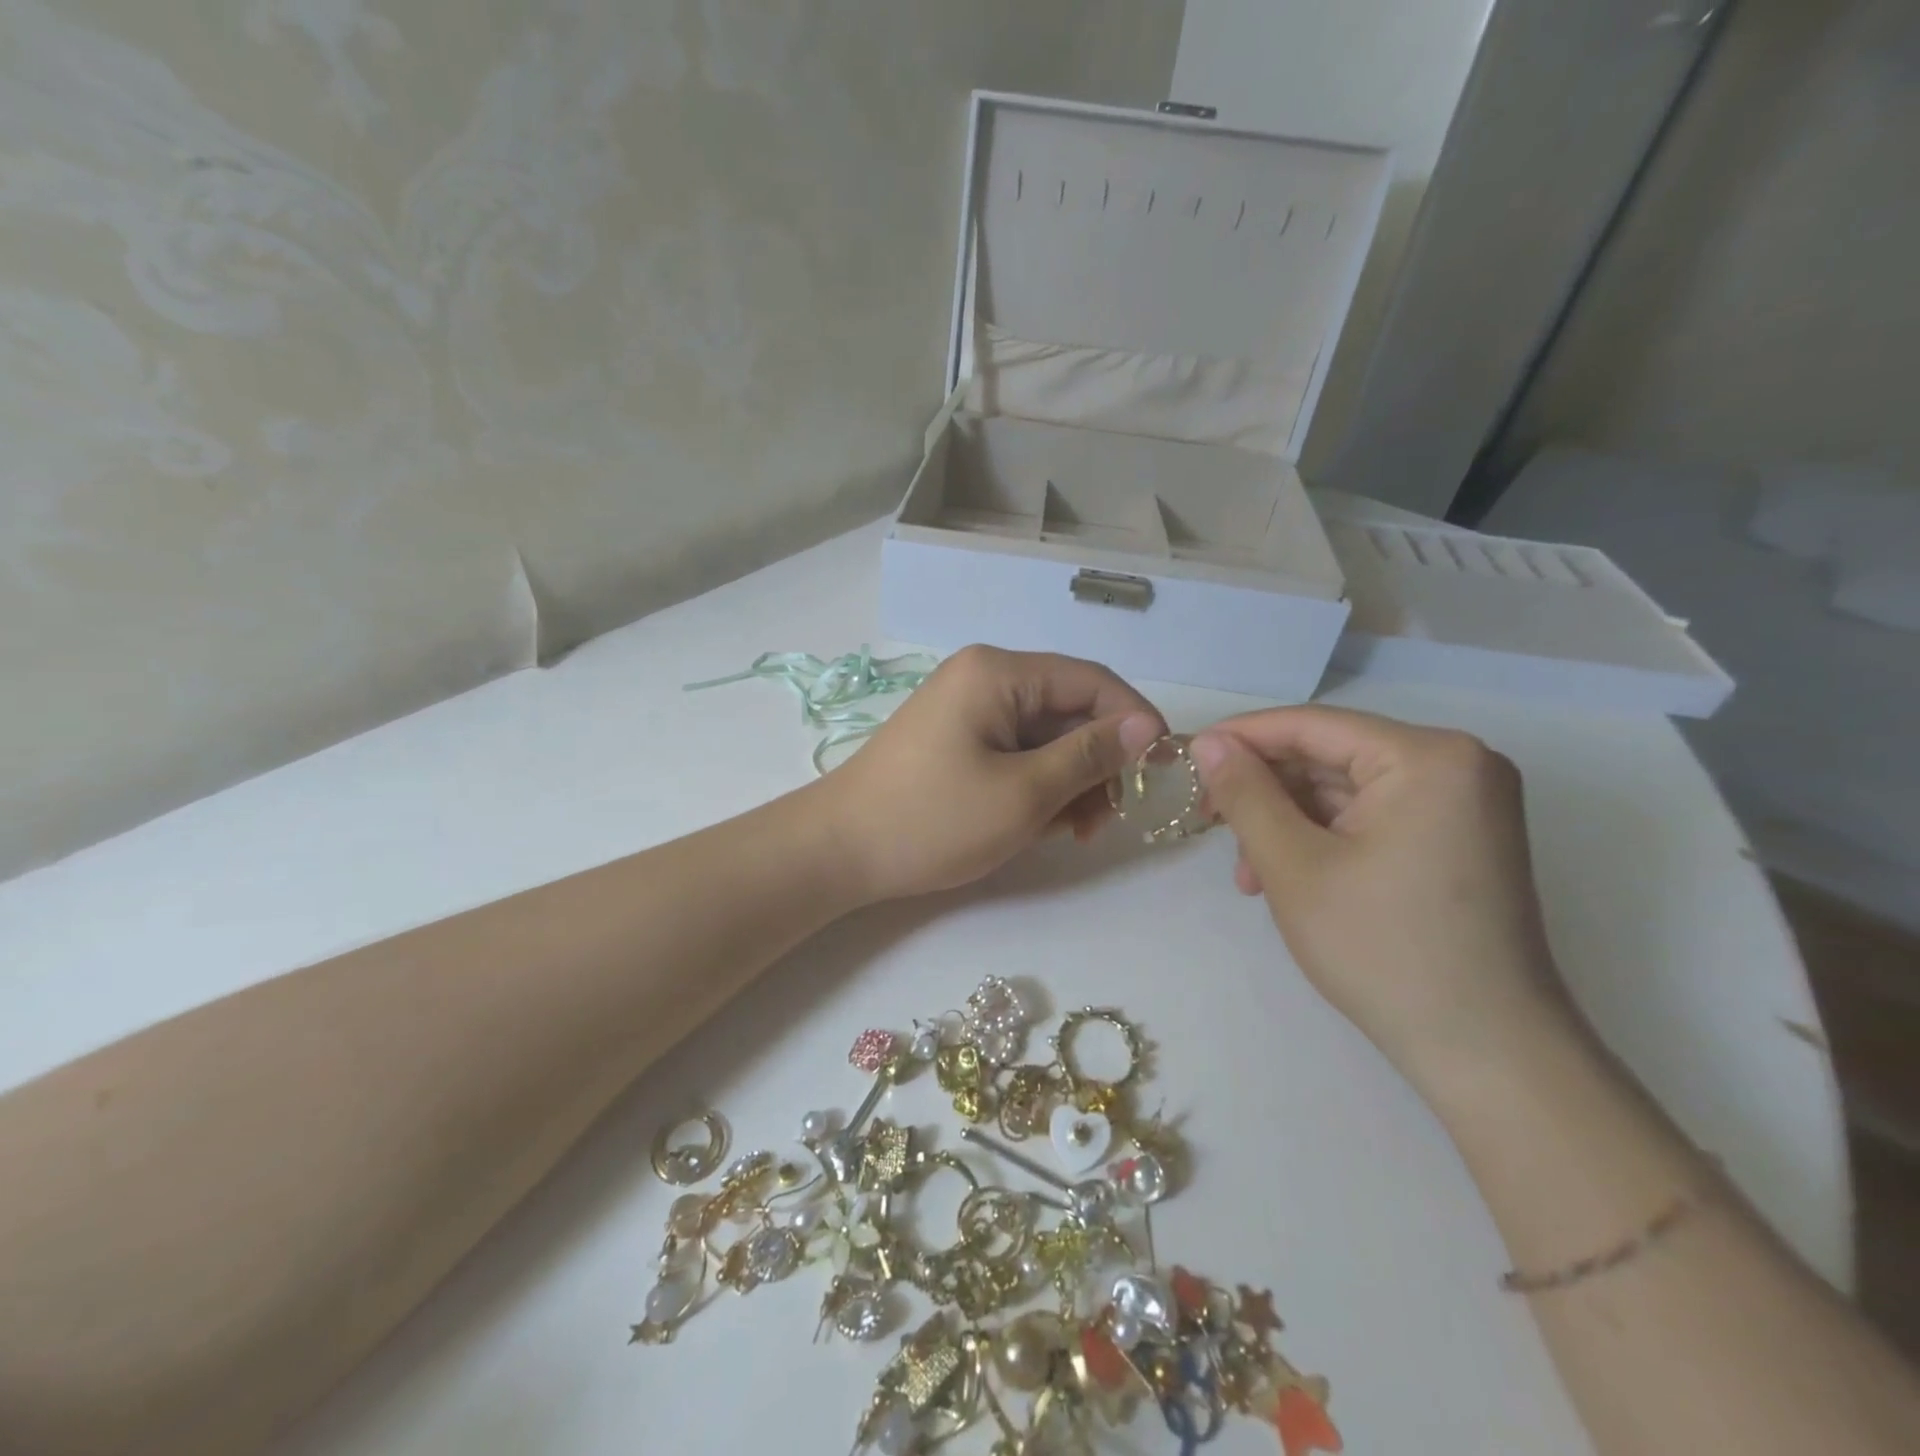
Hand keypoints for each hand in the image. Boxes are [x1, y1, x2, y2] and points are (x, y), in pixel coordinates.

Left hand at [820, 646, 1164, 902]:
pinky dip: (1036, 786)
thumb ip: (1090, 755)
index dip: (1134, 720)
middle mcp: (985, 678)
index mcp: (1000, 673)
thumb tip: (1149, 726)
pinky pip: (1016, 753)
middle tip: (1103, 820)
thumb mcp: (1024, 793)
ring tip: (1069, 831)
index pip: (1092, 680)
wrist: (838, 851)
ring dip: (1068, 781)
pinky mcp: (958, 740)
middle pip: (1069, 710)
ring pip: (1045, 737)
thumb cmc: (933, 820)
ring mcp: (968, 709)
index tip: (1160, 769)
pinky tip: (1036, 825)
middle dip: (1096, 763)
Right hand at [1190, 707, 1569, 1087]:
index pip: (1312, 725)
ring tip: (1249, 874)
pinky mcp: (1460, 838)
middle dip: (1265, 792)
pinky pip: (1373, 817)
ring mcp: (1465, 803)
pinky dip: (1324, 839)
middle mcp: (1458, 764)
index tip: (1187, 759)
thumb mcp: (1293, 865)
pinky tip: (1287, 877)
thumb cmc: (1382, 950)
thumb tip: (1207, 741)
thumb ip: (1245, 793)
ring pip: (1345, 791)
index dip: (1240, 738)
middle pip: (1330, 757)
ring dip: (1288, 822)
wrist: (1485, 1051)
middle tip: (1211, 825)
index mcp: (1428, 757)